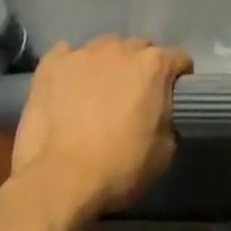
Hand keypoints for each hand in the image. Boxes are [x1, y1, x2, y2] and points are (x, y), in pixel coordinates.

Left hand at [9, 36, 191, 215]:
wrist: (58, 182)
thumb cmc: (118, 168)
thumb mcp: (164, 152)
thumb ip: (168, 119)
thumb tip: (161, 114)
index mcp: (154, 65)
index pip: (178, 59)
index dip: (178, 78)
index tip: (171, 96)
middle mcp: (121, 49)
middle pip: (140, 49)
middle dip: (140, 68)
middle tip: (132, 97)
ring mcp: (83, 53)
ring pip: (104, 48)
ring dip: (107, 65)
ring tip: (96, 92)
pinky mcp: (51, 64)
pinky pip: (66, 54)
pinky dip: (71, 67)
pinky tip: (67, 88)